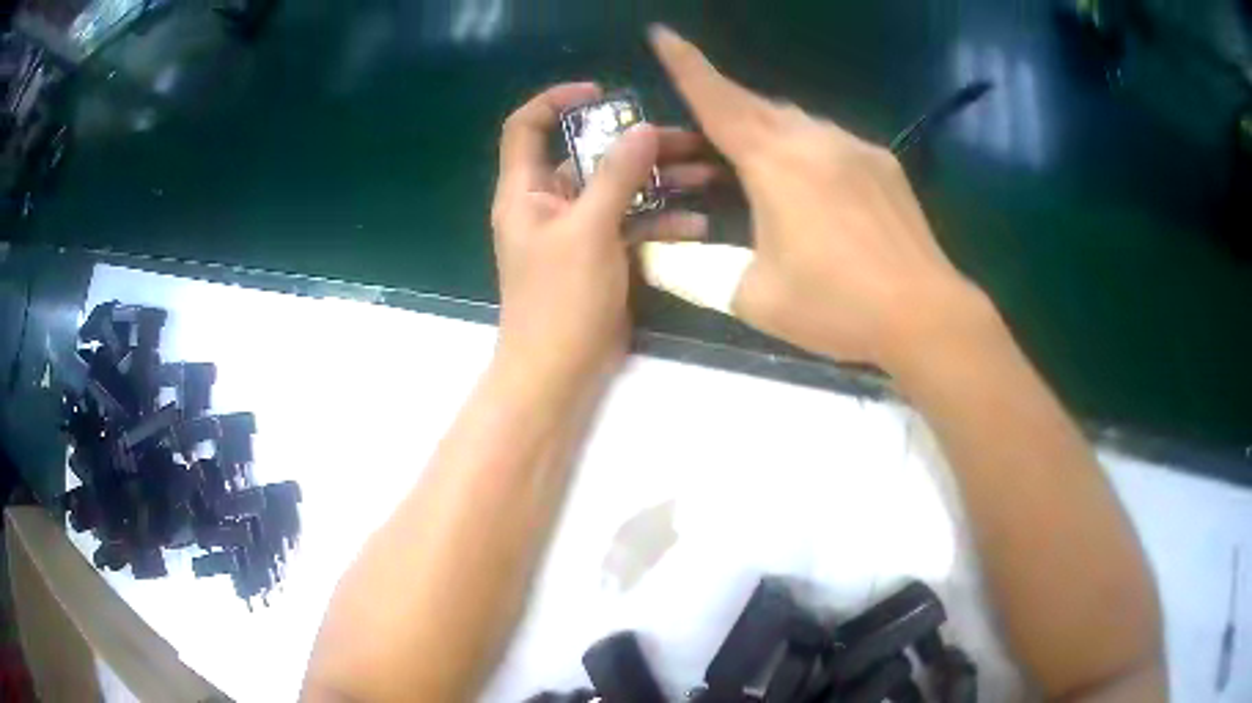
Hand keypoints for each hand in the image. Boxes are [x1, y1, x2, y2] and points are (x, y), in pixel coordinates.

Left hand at [490, 83, 715, 384]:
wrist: (559, 371)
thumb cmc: (561, 299)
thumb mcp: (589, 230)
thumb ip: (616, 176)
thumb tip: (642, 128)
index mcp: (526, 191)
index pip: (527, 126)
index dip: (557, 101)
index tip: (603, 94)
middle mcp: (548, 203)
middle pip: (590, 156)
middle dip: (637, 145)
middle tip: (688, 140)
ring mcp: (577, 230)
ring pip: (619, 189)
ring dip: (659, 181)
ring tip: (707, 174)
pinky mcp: (601, 254)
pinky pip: (632, 223)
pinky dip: (661, 220)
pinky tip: (697, 224)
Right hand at [649, 27, 989, 370]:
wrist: (924, 314)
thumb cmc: (837, 306)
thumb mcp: (754, 297)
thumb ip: (707, 271)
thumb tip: (679, 260)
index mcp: (775, 163)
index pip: (718, 100)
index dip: (686, 64)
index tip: (663, 33)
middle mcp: (815, 140)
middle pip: (757, 105)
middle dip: (724, 101)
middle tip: (705, 120)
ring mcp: (856, 147)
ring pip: (798, 121)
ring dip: (769, 130)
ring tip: (759, 162)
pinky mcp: (885, 165)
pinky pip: (833, 140)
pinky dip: (809, 149)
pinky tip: (814, 183)